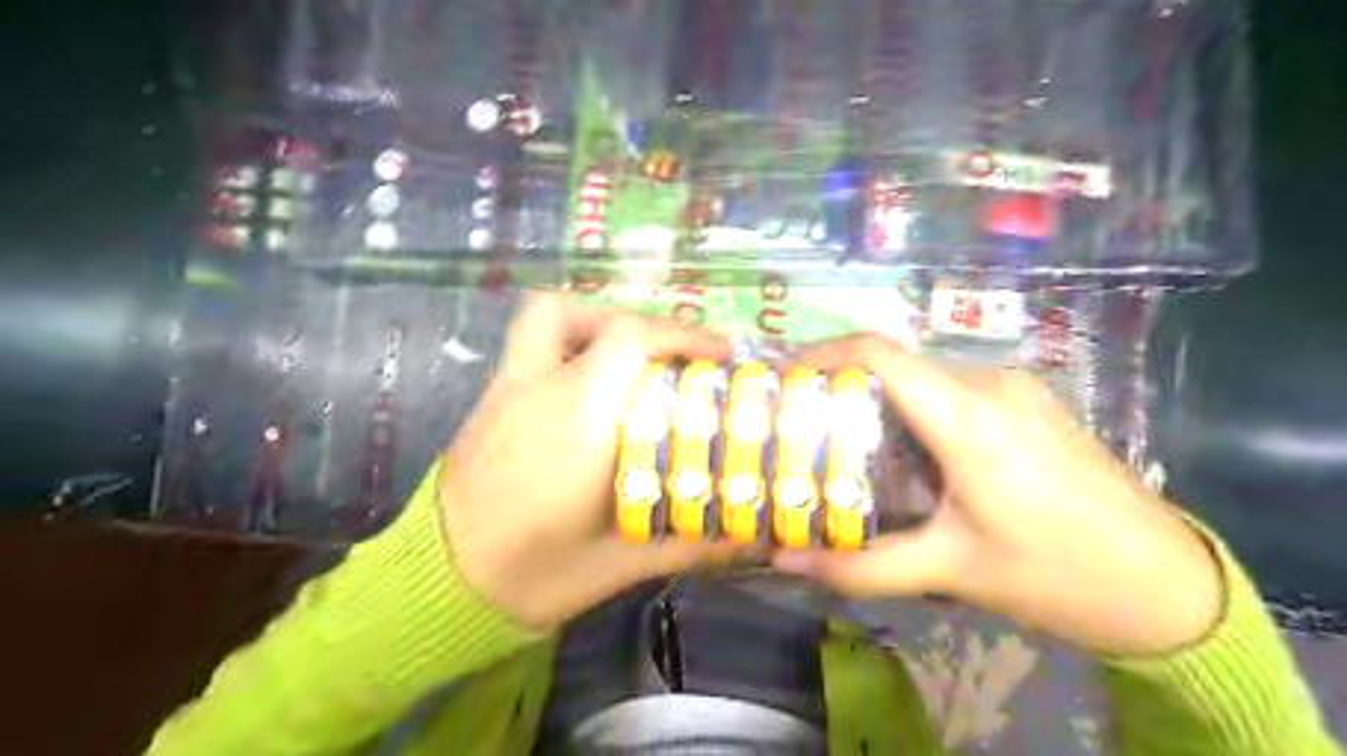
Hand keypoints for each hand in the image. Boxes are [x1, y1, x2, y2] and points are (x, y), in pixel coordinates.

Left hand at [440, 295, 734, 632]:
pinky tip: (587, 395)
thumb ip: (692, 544)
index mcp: (577, 419)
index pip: (628, 340)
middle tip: (668, 357)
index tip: (720, 353)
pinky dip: (567, 352)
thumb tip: (755, 539)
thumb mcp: (622, 564)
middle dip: (633, 322)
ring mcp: (503, 391)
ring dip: (592, 326)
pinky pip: (530, 350)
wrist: (439, 592)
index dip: (682, 334)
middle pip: (575, 311)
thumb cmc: (533, 575)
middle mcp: (537, 388)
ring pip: (542, 320)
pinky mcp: (486, 404)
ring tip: (627, 364)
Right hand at [767, 334, 1221, 657]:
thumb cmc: (1056, 574)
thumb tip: (784, 560)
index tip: (781, 378)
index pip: (879, 355)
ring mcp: (1013, 389)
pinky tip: (904, 456)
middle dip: (840, 387)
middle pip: (894, 365)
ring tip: (842, 444)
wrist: (1169, 587)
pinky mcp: (1028, 403)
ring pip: (922, 378)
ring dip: (877, 402)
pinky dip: (912, 411)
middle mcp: (988, 384)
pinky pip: (952, 391)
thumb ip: (861, 566)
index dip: (822, 355)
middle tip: (799, 425)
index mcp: (967, 416)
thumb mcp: (950, 570)